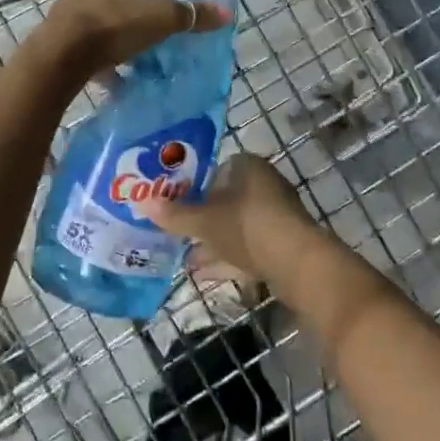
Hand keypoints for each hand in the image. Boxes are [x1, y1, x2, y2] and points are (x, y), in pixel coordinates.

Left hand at [37, 0, 229, 76]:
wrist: (63, 54)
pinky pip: (86, 38)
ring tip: (132, 59)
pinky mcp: (56, 27)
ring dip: (118, 35)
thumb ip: (192, 15)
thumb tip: (226, 13)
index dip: (160, 0)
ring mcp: (67, 2)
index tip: (166, 24)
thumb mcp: (162, 19)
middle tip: (151, 43)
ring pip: (103, 18)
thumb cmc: (115, 26)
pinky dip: (99, 51)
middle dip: (137, 18)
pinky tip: (110, 73)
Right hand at [136, 153, 313, 279]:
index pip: (215, 169)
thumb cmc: (247, 227)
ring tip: (186, 258)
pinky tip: (205, 273)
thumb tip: (142, 203)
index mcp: (247, 167)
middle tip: (177, 232)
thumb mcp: (204, 222)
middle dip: (202, 217)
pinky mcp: (282, 242)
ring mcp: (275, 214)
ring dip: (213, 241)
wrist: (297, 262)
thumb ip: (175, 215)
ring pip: (236, 224)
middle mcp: (264, 184)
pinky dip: (228, 256)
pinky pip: (248, 244)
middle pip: (225, 199)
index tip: (175, 204)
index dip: (194, 186)